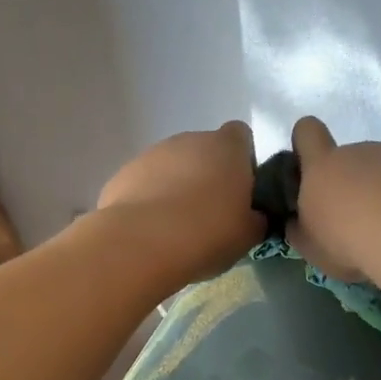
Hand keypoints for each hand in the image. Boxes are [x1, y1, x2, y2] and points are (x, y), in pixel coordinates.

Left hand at [97, 121, 264, 279]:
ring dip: (177, 187)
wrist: (141, 244)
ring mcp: (152, 153)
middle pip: (205, 150)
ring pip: (172, 166)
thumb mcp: (248, 235)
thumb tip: (253, 215)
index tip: (241, 191)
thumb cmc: (207, 233)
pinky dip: (150, 199)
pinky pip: (145, 183)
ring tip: (177, 226)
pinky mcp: (123, 173)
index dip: (243, 161)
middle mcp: (189, 140)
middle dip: (208, 175)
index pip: (240, 136)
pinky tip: (151, 230)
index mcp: (226, 147)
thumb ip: (256, 217)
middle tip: (211, 215)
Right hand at [286, 116, 380, 282]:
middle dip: (356, 183)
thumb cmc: (352, 244)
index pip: (306, 132)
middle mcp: (360, 151)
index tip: (313, 167)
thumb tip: (297, 220)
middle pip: (352, 158)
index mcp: (323, 168)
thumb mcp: (313, 248)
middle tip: (364, 222)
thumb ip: (301, 229)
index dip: (307, 143)